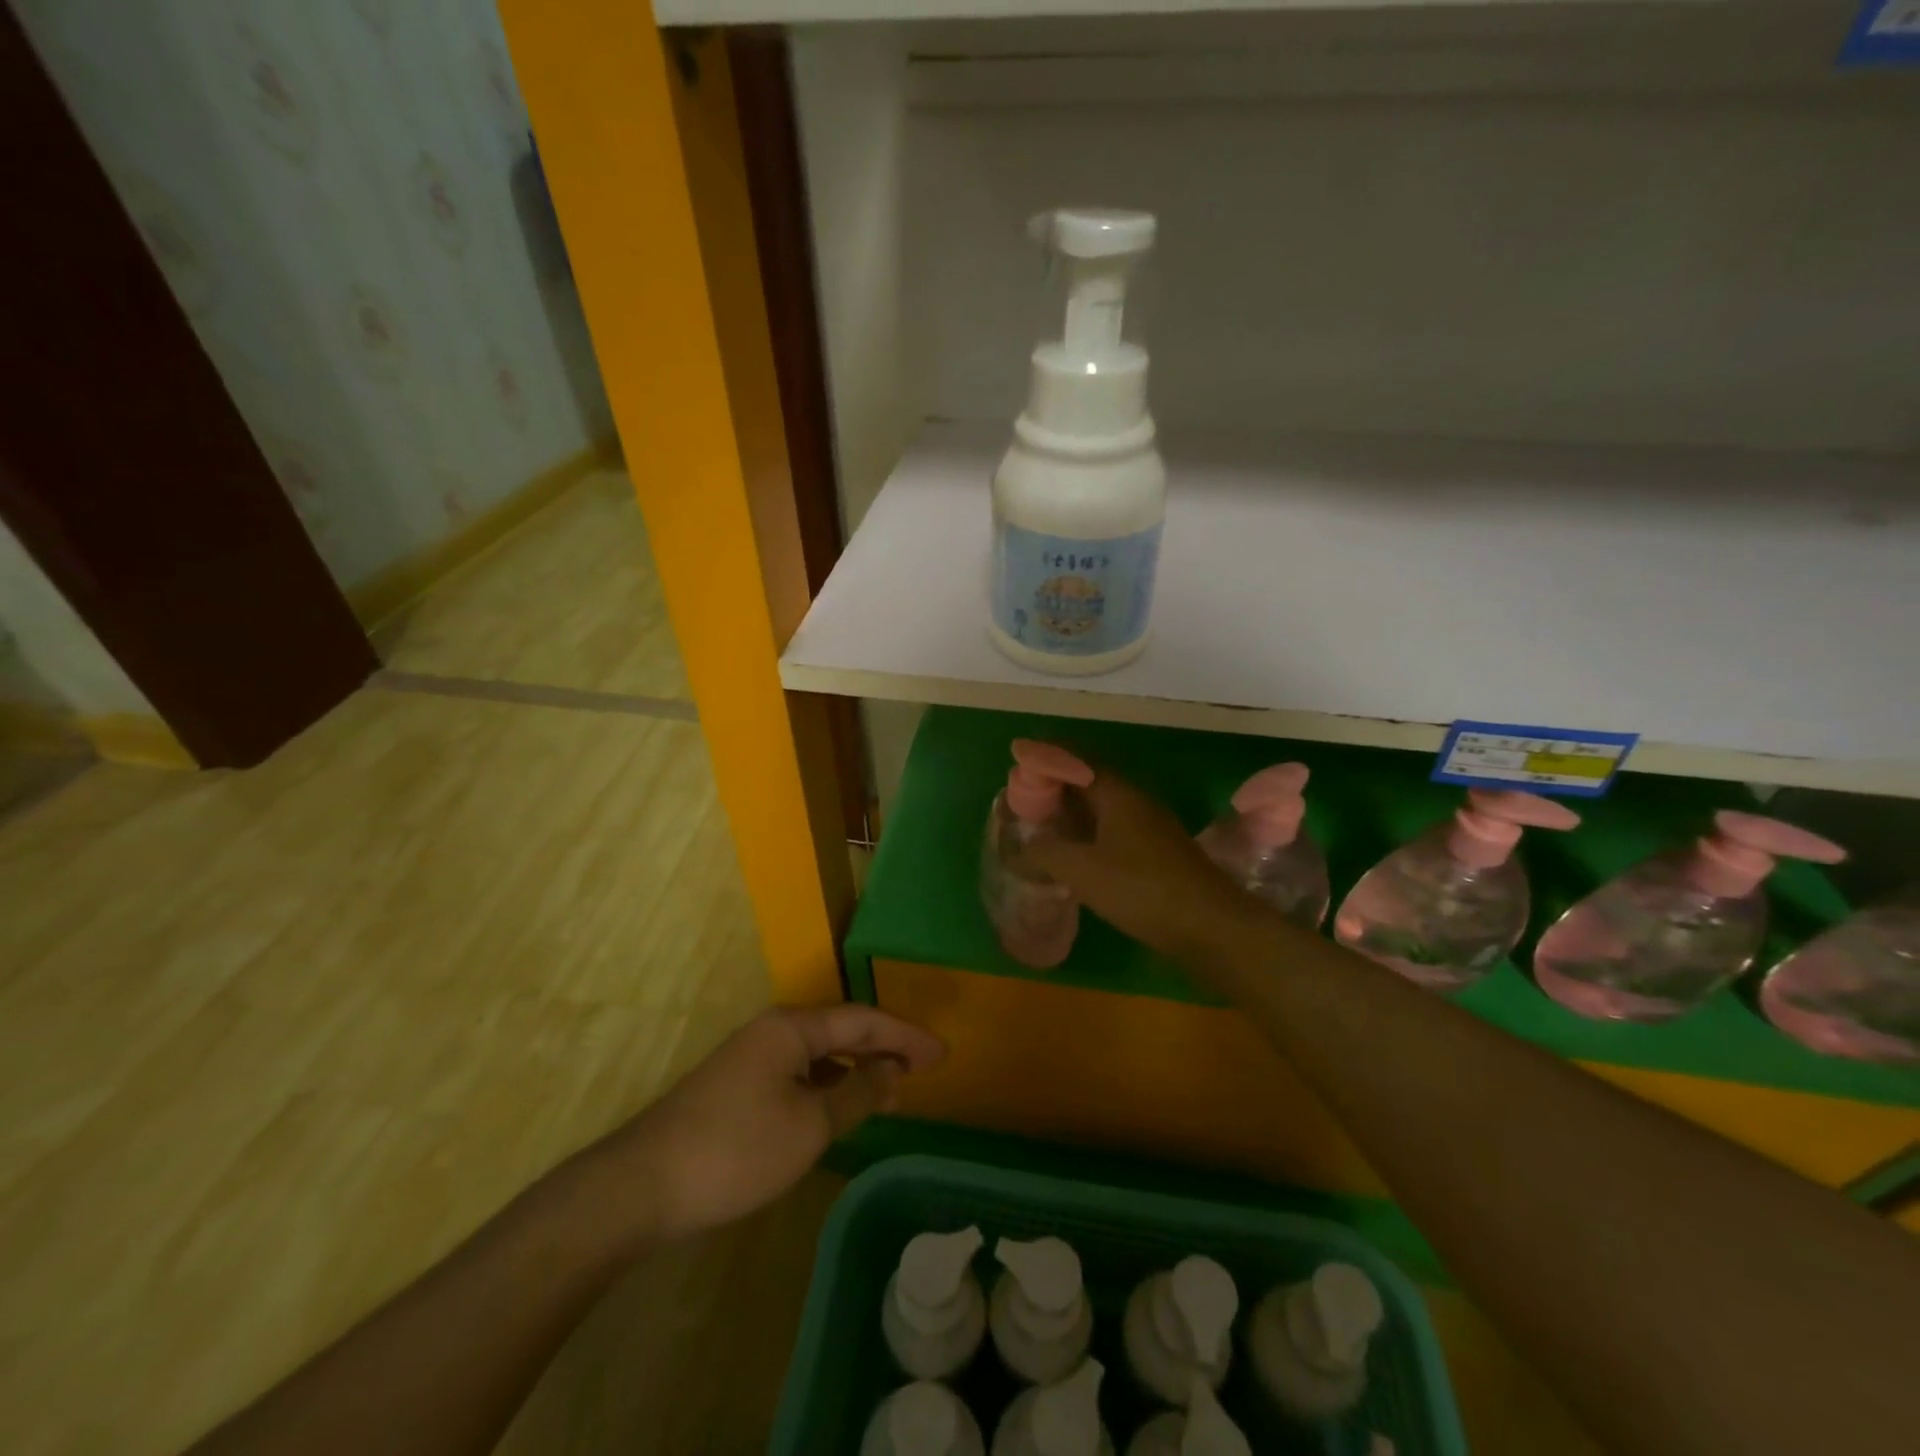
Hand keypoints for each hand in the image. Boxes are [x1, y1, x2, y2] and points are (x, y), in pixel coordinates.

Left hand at [598, 1005, 945, 1244]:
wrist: (641, 1186)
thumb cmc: (736, 1149)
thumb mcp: (809, 1126)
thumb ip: (857, 1094)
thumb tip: (892, 1072)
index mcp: (792, 1027)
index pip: (863, 1021)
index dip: (906, 1036)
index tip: (942, 1054)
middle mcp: (773, 1030)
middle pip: (842, 1030)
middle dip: (885, 1047)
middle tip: (925, 1067)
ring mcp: (751, 1057)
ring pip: (819, 1052)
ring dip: (857, 1067)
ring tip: (892, 1087)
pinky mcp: (738, 1086)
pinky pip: (799, 1072)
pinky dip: (829, 1083)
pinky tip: (840, 1104)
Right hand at [1015, 757, 1267, 965]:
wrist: (1211, 927)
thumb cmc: (1142, 888)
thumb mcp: (1082, 869)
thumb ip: (1045, 853)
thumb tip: (1020, 850)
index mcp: (1119, 794)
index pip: (1077, 760)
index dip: (1047, 757)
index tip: (1017, 759)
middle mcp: (1136, 804)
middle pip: (1090, 782)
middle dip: (1056, 786)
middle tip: (1023, 798)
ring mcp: (1151, 830)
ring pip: (1103, 810)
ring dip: (1072, 813)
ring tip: (1041, 826)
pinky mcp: (1157, 857)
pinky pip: (1113, 834)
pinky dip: (1088, 836)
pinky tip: (1074, 858)